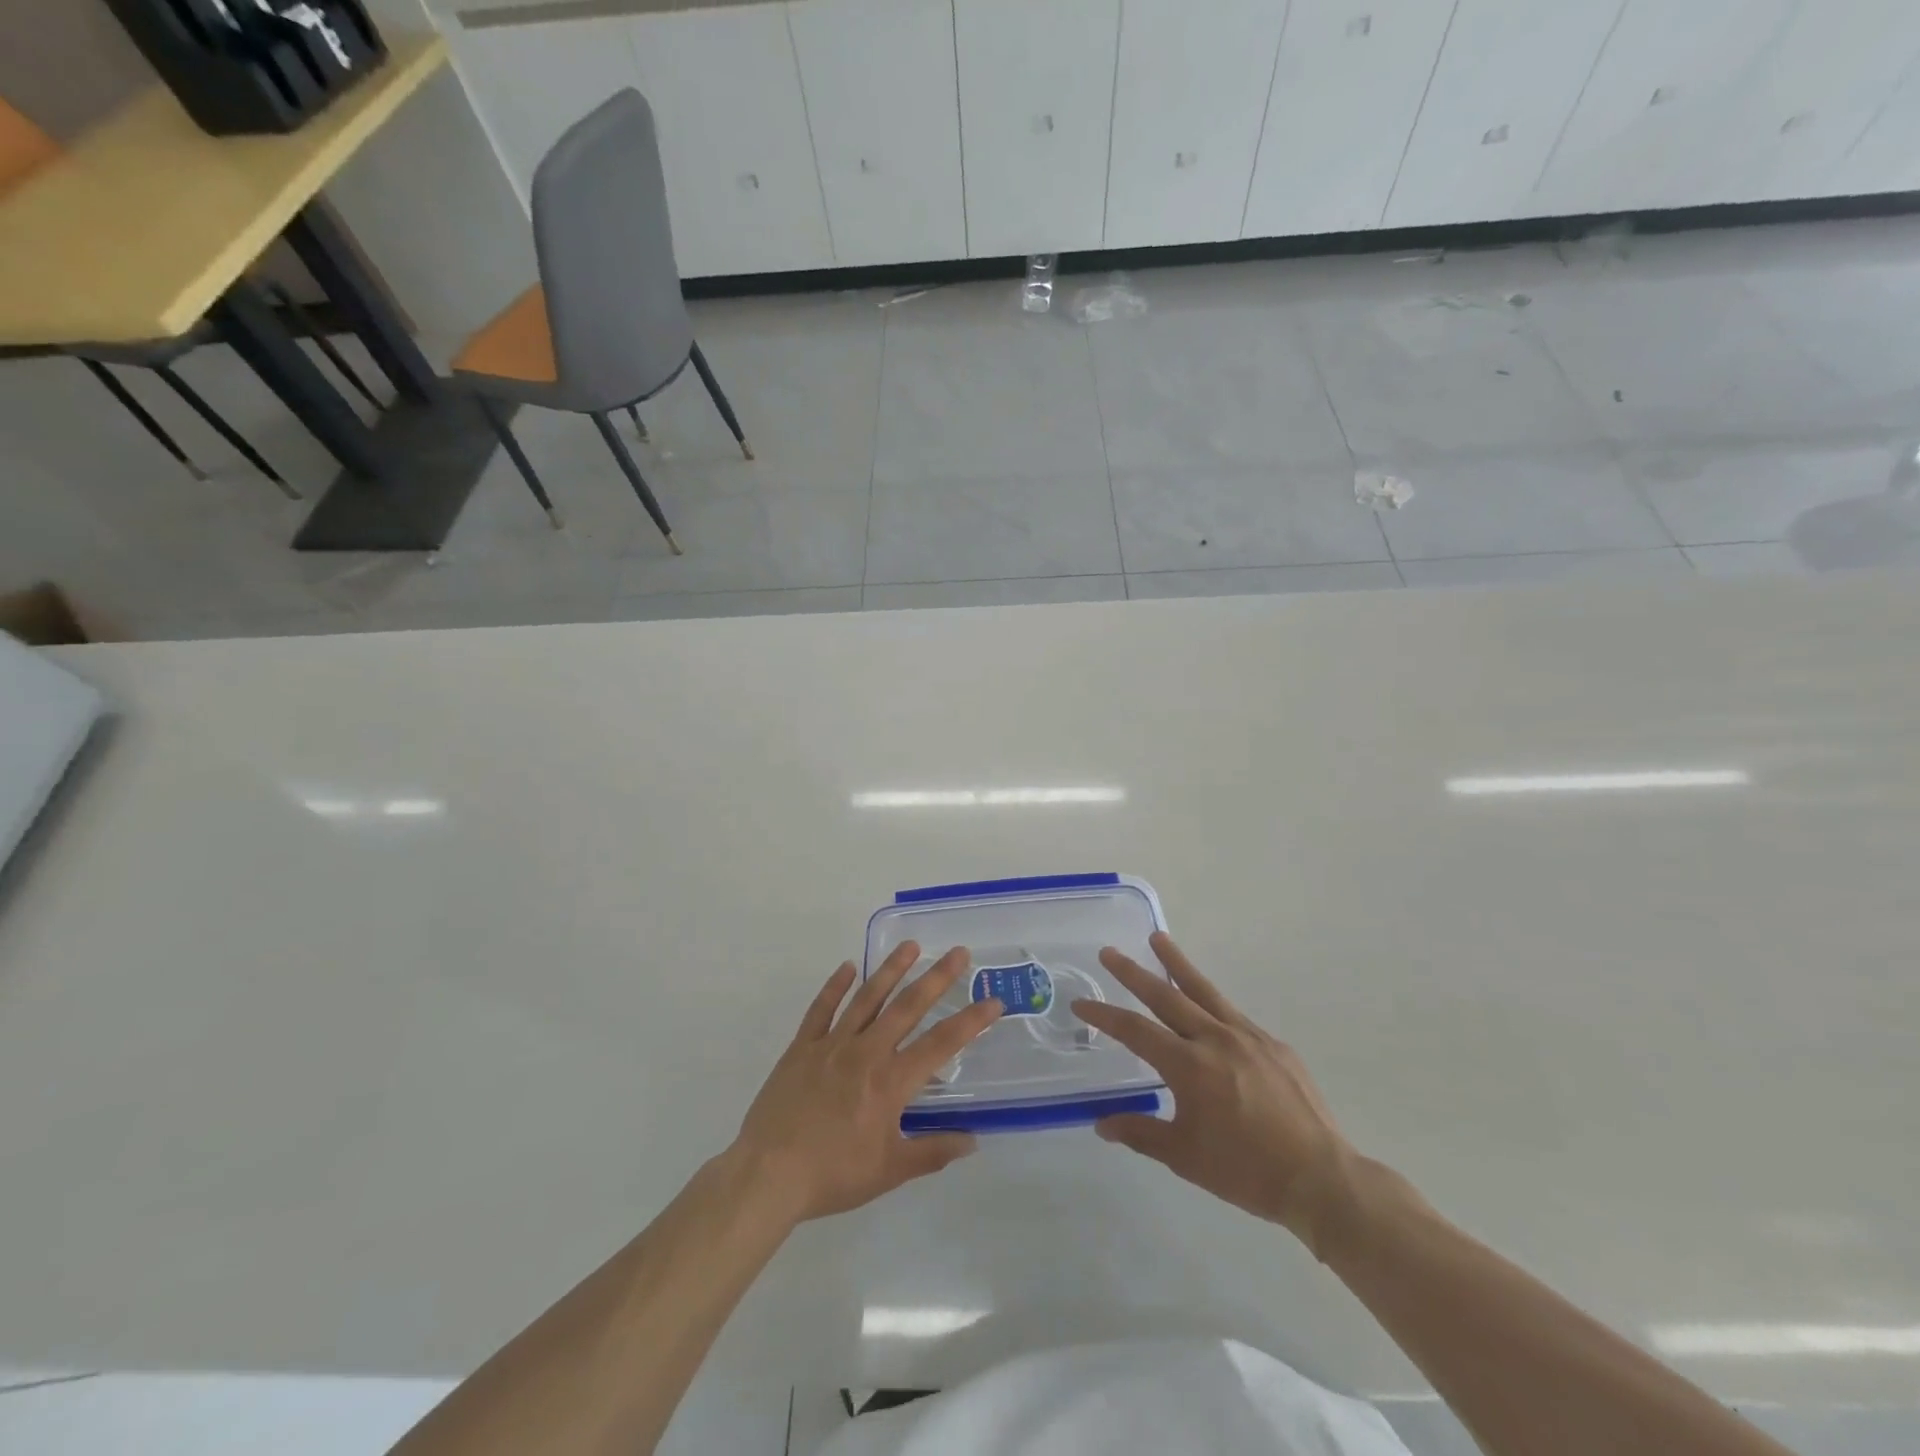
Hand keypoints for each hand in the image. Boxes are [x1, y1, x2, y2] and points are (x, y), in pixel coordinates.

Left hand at [731, 943, 1001, 1223]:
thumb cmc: (833, 1175)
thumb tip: (972, 1140)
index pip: (940, 1044)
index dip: (970, 1022)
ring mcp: (831, 1045)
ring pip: (867, 998)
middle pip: (907, 1008)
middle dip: (936, 978)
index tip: (992, 1001)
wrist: (768, 1175)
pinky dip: (835, 986)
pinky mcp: (802, 1047)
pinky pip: (821, 1009)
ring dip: (891, 970)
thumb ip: (932, 1152)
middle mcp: (866, 1053)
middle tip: (958, 952)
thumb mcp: (890, 1171)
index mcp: (890, 1082)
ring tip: (910, 946)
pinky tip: (848, 967)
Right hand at [1072, 933, 1355, 1251]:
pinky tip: (1209, 1009)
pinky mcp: (1274, 1045)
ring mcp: (1248, 1037)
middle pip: (1166, 996)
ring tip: (1158, 938)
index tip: (1081, 1003)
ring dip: (1177, 964)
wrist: (1321, 1178)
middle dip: (1133, 973)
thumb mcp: (1184, 1157)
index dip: (1105, 1015)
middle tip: (1109, 952)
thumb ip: (1141, 1133)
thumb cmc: (1246, 1171)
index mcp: (1189, 1066)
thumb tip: (1101, 1124)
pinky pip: (1235, 1016)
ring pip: (1204, 991)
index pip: (1135, 1031)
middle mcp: (1215, 1039)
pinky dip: (1213, 1004)